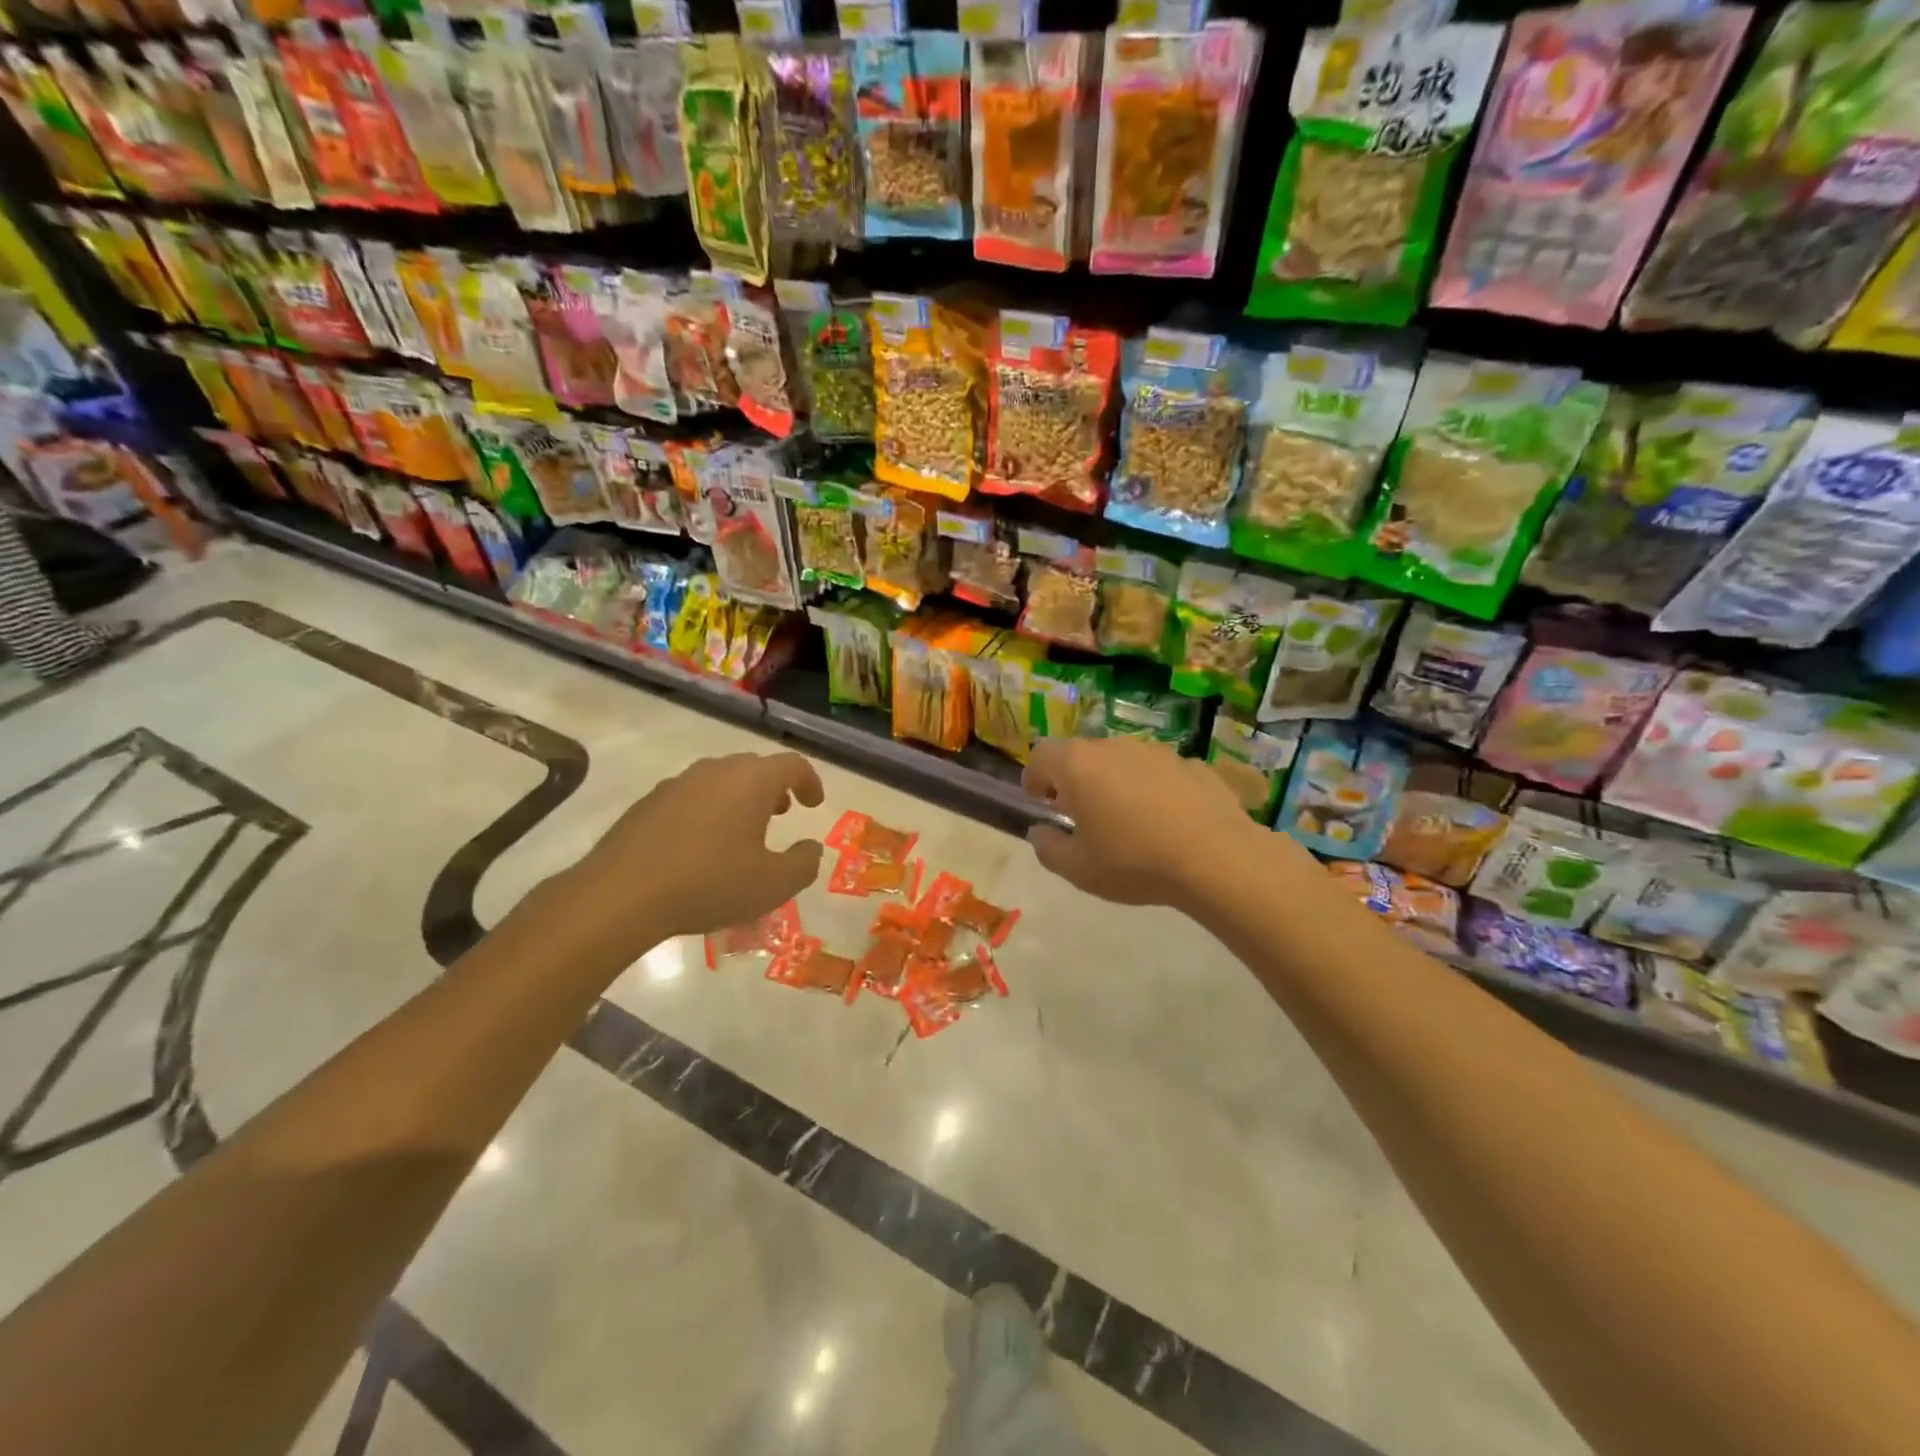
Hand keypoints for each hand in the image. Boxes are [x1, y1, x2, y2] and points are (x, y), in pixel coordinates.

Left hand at [564, 751, 825, 950]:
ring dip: (740, 798)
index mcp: (752, 781)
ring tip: (743, 830)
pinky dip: (708, 811)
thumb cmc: (709, 884)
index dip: (810, 781)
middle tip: (782, 813)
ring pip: (721, 780)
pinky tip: (701, 846)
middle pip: (755, 767)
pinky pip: (691, 797)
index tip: (814, 804)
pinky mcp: (649, 802)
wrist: (621, 895)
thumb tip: (811, 848)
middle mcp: (716, 771)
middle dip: (775, 788)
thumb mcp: (773, 885)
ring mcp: (678, 783)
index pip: (792, 765)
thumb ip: (804, 863)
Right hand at [1022, 737, 1303, 909]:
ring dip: (1116, 782)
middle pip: (1082, 754)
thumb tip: (1040, 832)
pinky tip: (1167, 823)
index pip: (1041, 755)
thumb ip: (1048, 848)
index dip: (1034, 777)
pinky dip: (1154, 790)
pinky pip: (1160, 773)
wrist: (1215, 858)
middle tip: (1080, 815)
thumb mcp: (1078, 869)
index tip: (1041, 802)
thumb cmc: (1133, 861)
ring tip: (1127, 821)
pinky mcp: (1193, 764)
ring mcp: (1157, 752)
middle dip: (1075, 780)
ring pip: (1123, 761)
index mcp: (1078, 765)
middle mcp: (1114, 747)